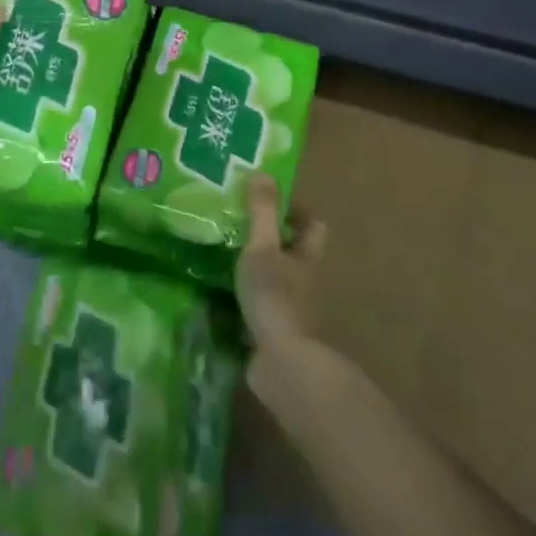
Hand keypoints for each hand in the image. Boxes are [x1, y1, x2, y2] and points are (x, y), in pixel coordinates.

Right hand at [235, 173, 326, 350]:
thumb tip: (263, 172)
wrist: (283, 363)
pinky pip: (262, 307)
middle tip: (238, 226)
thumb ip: (261, 213)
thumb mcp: (263, 248)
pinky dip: (247, 299)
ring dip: (258, 270)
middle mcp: (304, 281)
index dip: (296, 212)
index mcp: (306, 257)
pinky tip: (222, 295)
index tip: (268, 202)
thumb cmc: (275, 297)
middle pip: (295, 253)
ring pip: (277, 280)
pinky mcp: (276, 333)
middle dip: (272, 240)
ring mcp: (292, 309)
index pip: (312, 226)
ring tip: (224, 257)